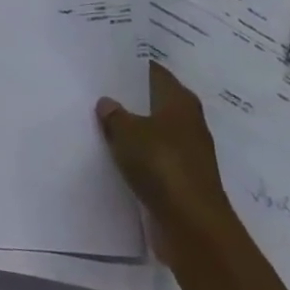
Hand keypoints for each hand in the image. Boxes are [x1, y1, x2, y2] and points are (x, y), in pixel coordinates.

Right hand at [97, 64, 231, 263]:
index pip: (154, 73)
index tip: (107, 65)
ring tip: (101, 124)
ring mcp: (188, 153)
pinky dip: (138, 157)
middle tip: (97, 93)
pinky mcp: (182, 180)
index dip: (132, 68)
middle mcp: (189, 122)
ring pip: (154, 133)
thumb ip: (114, 115)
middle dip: (130, 100)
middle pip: (155, 103)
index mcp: (180, 101)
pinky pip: (154, 159)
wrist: (192, 224)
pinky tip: (115, 156)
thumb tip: (107, 103)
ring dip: (133, 131)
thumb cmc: (161, 164)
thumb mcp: (127, 132)